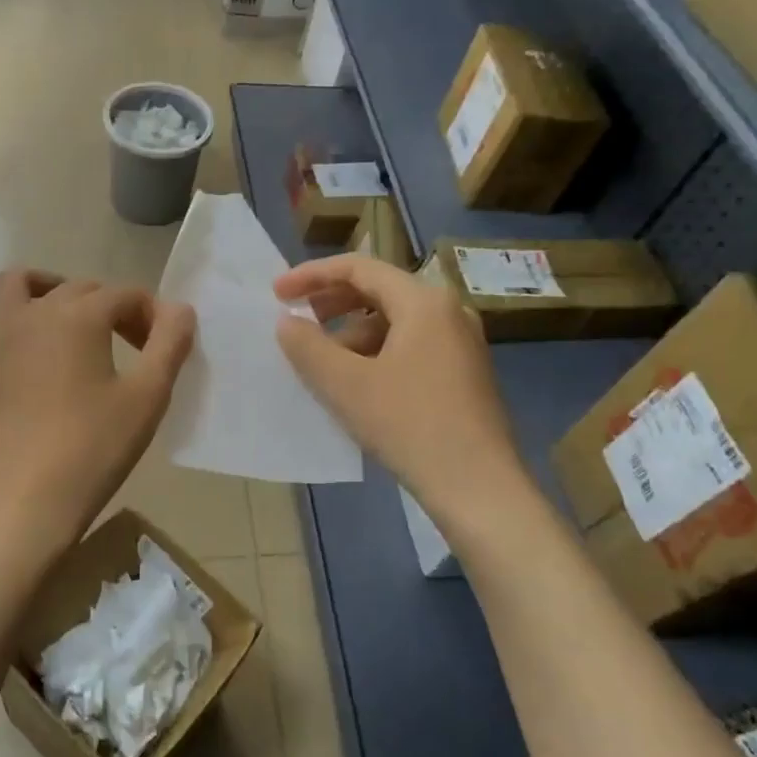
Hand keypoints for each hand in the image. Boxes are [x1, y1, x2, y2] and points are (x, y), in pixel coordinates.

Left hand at [0, 270, 195, 557]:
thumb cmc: (93, 447)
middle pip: (82, 289)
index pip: (125, 295)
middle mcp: (35, 311)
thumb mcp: (147, 396)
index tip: (163, 348)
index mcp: (79, 315)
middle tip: (133, 347)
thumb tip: (179, 309)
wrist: (24, 497)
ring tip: (75, 324)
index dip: (151, 316)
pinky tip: (36, 350)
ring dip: (55, 292)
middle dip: (113, 308)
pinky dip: (20, 316)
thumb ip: (170, 343)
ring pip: (24, 285)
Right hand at [274, 255, 520, 515]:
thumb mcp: (346, 385)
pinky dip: (375, 353)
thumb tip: (287, 322)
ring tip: (322, 364)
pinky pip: (410, 346)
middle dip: (331, 303)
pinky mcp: (463, 373)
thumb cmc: (410, 426)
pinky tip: (356, 385)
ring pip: (394, 321)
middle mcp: (448, 311)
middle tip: (296, 320)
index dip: (312, 275)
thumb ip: (308, 347)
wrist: (479, 488)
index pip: (359, 268)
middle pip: (379, 290)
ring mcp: (461, 343)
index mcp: (424, 302)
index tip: (277, 293)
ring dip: (351, 333)